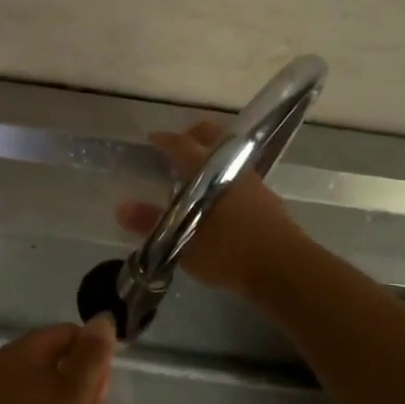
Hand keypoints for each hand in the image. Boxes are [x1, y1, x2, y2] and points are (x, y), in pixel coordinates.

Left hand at [0, 318, 114, 403]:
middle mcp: (9, 373)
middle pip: (64, 365)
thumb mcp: (78, 392)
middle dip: (86, 392)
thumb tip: (102, 318)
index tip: (103, 388)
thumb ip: (93, 354)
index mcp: (22, 352)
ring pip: (58, 399)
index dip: (94, 356)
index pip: (70, 333)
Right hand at [115, 120, 306, 296]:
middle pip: (213, 136)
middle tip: (179, 143)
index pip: (181, 143)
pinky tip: (219, 198)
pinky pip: (240, 175)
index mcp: (207, 169)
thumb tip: (120, 207)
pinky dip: (226, 176)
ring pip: (229, 155)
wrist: (284, 268)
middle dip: (195, 135)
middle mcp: (232, 167)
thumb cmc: (228, 250)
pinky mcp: (267, 199)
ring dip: (213, 156)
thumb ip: (151, 222)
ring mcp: (253, 181)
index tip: (153, 138)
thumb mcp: (181, 240)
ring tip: (196, 174)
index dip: (165, 139)